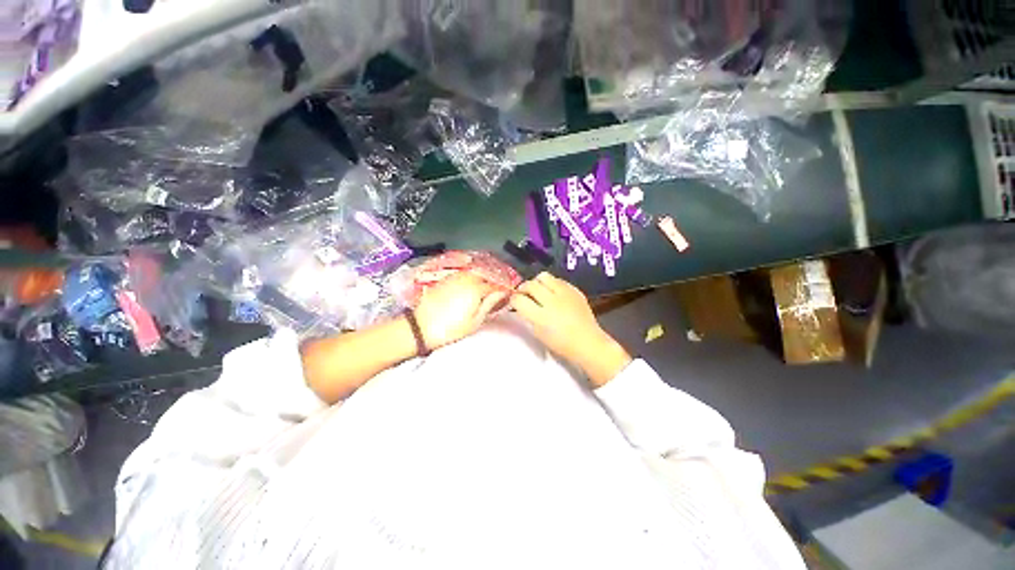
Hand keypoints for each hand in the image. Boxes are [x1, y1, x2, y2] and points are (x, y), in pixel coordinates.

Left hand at [413, 272, 507, 349]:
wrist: (421, 327)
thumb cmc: (451, 328)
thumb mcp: (475, 321)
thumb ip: (490, 304)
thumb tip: (502, 293)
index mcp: (477, 288)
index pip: (496, 285)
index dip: (504, 290)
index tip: (508, 295)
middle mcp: (467, 278)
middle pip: (487, 275)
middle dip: (495, 282)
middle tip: (499, 293)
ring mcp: (456, 276)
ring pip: (476, 273)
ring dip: (484, 279)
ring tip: (486, 291)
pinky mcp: (447, 278)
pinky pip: (465, 274)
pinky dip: (472, 278)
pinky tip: (472, 288)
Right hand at [509, 272, 630, 386]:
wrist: (587, 342)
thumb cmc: (560, 343)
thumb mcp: (538, 333)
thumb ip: (527, 316)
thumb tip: (520, 304)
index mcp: (540, 317)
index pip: (518, 299)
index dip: (513, 300)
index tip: (514, 302)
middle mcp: (551, 301)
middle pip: (529, 284)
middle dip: (523, 288)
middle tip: (524, 295)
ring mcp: (565, 293)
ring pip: (543, 276)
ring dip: (537, 282)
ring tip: (539, 290)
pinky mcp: (574, 290)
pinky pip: (558, 280)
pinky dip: (552, 284)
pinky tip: (554, 293)